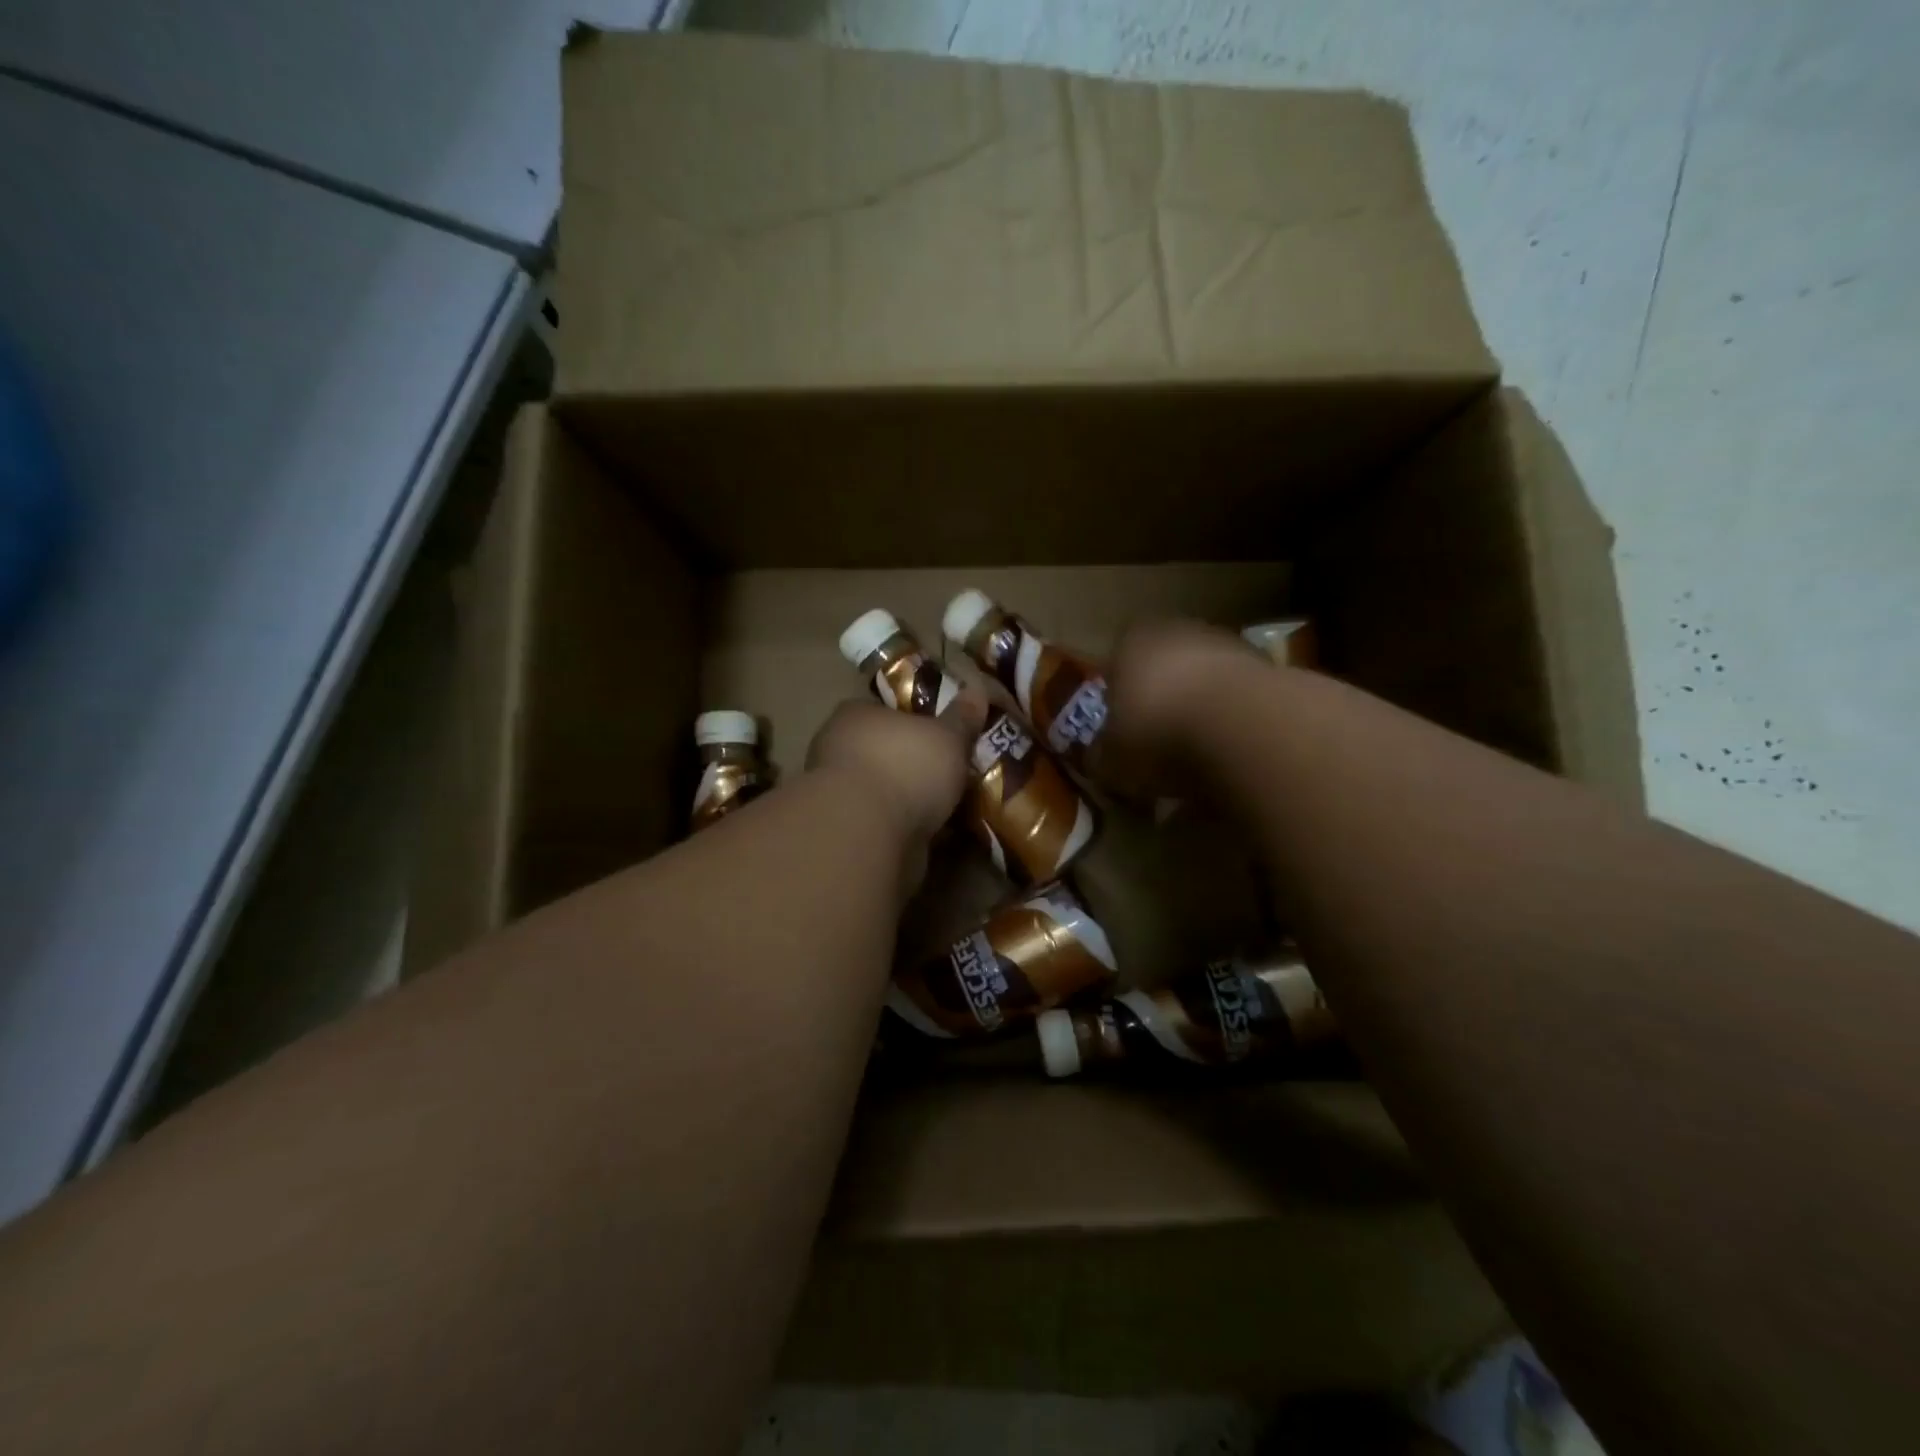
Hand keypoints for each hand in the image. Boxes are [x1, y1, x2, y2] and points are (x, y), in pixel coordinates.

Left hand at [806, 700, 968, 844]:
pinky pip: (892, 825)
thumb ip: (962, 718)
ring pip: (889, 791)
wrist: (869, 834)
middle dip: (918, 763)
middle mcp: (841, 751)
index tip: (944, 732)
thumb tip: (976, 691)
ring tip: (957, 806)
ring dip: (916, 800)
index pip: (886, 710)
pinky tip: (944, 834)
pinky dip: (914, 829)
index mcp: (857, 716)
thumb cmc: (905, 766)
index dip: (916, 719)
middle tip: (956, 770)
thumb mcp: (947, 736)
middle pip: (888, 752)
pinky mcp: (853, 835)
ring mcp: (843, 796)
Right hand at [1104, 621, 1261, 796]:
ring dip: (1201, 719)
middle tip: (1159, 753)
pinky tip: (1232, 762)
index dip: (1117, 706)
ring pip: (1204, 686)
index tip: (1122, 739)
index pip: (1115, 668)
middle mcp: (1179, 632)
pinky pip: (1240, 703)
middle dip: (1162, 709)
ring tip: (1199, 766)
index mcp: (1131, 643)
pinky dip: (1235, 728)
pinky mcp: (1271, 668)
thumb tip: (1102, 761)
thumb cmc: (1158, 734)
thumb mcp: (1112, 760)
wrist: (1244, 728)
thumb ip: (1103, 758)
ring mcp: (1229, 645)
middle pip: (1163, 673)